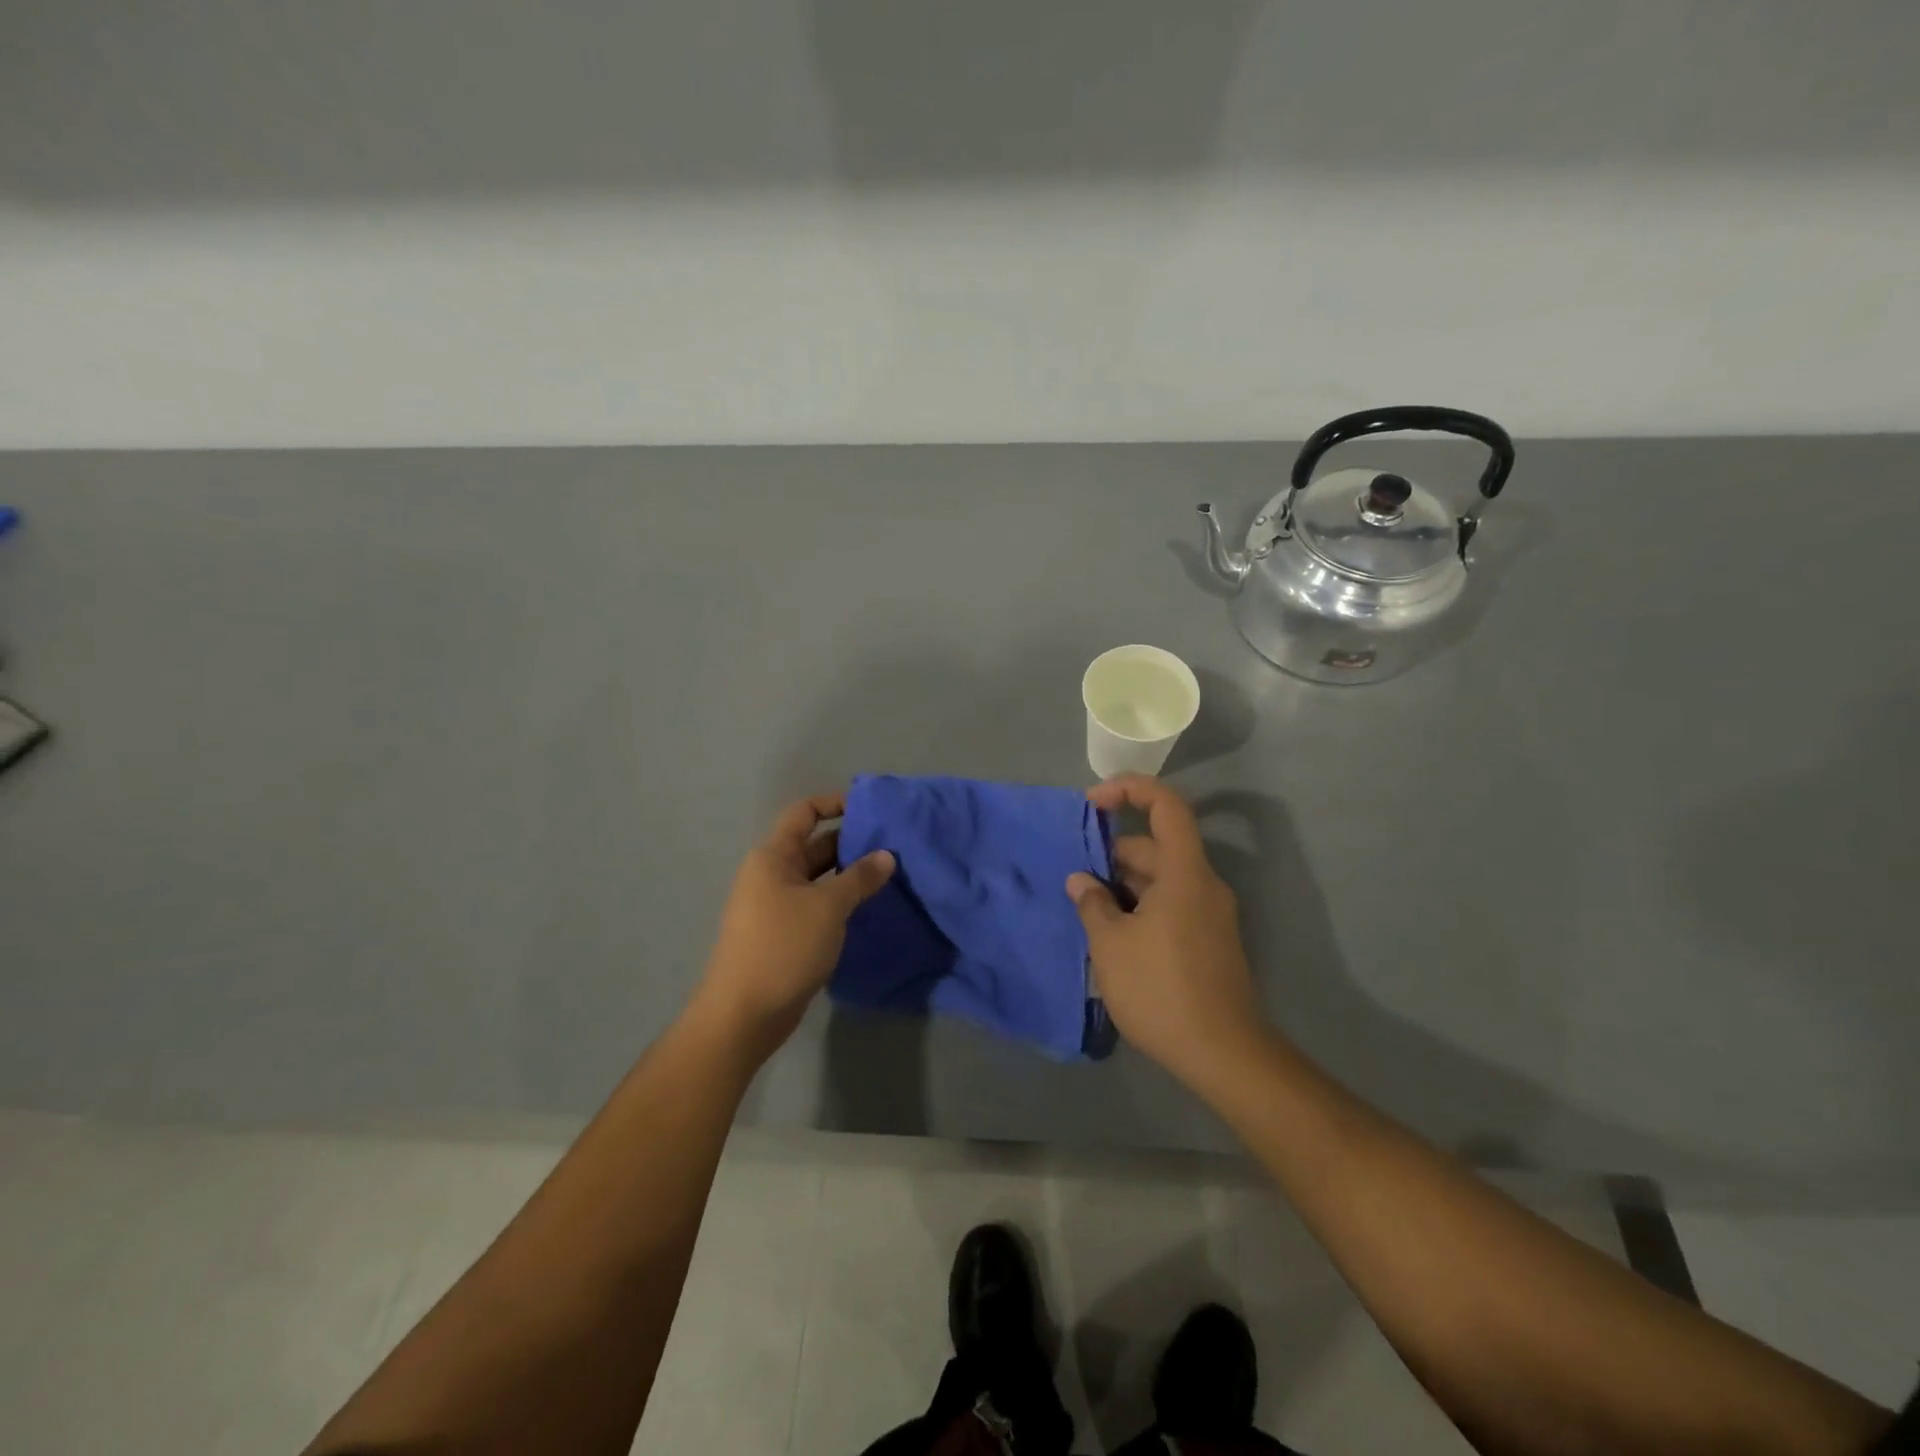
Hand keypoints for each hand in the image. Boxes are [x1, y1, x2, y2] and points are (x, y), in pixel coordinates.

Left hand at [698, 792, 894, 1055]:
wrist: (745, 1014)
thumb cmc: (783, 947)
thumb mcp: (828, 907)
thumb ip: (860, 877)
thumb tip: (887, 856)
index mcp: (773, 856)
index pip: (804, 813)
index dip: (835, 804)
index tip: (872, 809)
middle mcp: (771, 874)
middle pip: (815, 845)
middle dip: (852, 843)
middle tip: (894, 846)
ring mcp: (776, 905)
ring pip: (819, 878)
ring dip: (850, 875)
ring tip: (890, 875)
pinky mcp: (784, 933)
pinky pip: (817, 904)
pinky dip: (841, 901)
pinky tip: (870, 907)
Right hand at [1067, 775, 1269, 1088]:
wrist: (1223, 1054)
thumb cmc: (1161, 990)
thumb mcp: (1111, 946)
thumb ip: (1092, 905)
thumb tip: (1081, 881)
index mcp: (1184, 873)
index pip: (1166, 805)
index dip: (1130, 789)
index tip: (1092, 802)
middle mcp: (1203, 885)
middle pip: (1157, 846)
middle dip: (1113, 853)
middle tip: (1075, 879)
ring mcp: (1209, 914)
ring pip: (1161, 878)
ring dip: (1124, 884)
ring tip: (1087, 909)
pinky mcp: (1209, 940)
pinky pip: (1171, 903)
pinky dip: (1140, 905)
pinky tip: (1113, 934)